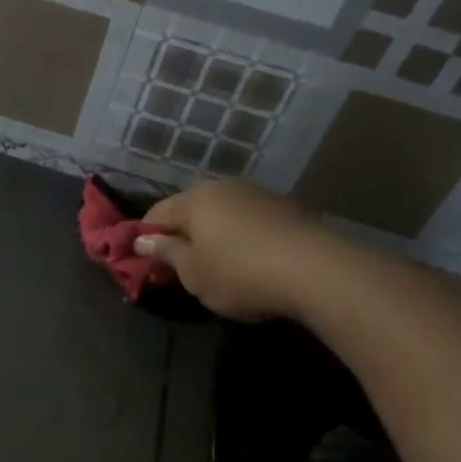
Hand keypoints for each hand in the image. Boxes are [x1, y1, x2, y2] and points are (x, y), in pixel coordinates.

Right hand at [134, 180, 315, 320]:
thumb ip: (166, 253)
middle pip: (191, 209)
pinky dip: (241, 238)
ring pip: (223, 214)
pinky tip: (250, 262)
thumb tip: (143, 240)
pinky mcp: (288, 209)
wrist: (317, 272)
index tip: (143, 263)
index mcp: (195, 199)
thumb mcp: (193, 273)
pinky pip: (250, 222)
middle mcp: (225, 188)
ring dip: (213, 236)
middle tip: (179, 268)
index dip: (145, 238)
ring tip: (217, 266)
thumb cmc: (240, 274)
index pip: (156, 214)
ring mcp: (260, 195)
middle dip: (181, 235)